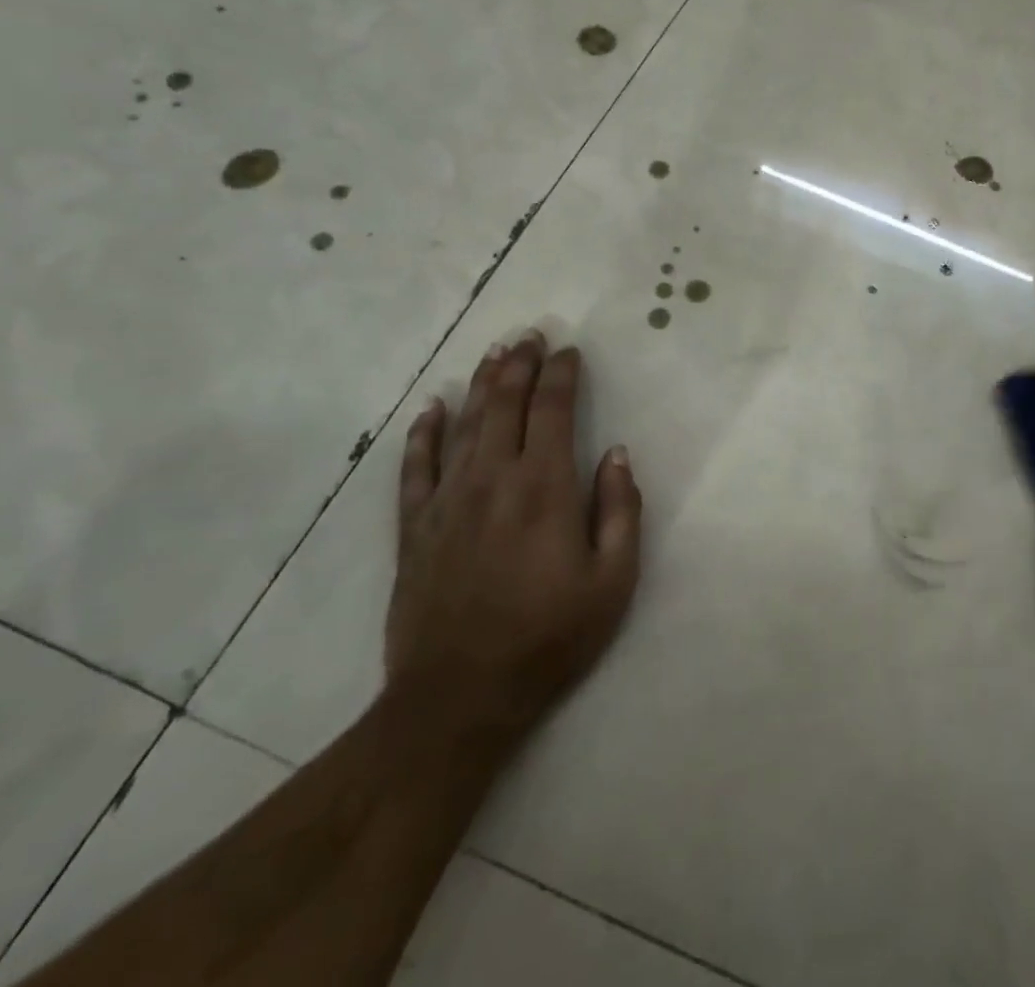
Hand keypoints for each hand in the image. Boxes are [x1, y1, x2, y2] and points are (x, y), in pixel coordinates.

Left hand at [386, 331, 641, 741]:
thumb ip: (620, 510)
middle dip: (520, 364)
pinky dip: (422, 434)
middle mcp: (493, 479)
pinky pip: (415, 468)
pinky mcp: (414, 529)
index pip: (553, 410)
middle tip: (530, 335)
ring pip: (464, 425)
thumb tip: (615, 454)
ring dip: (480, 384)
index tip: (570, 351)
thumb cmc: (549, 638)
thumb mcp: (613, 581)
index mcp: (545, 487)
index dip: (562, 374)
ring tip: (494, 353)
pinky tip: (430, 408)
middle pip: (505, 404)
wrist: (458, 698)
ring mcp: (447, 501)